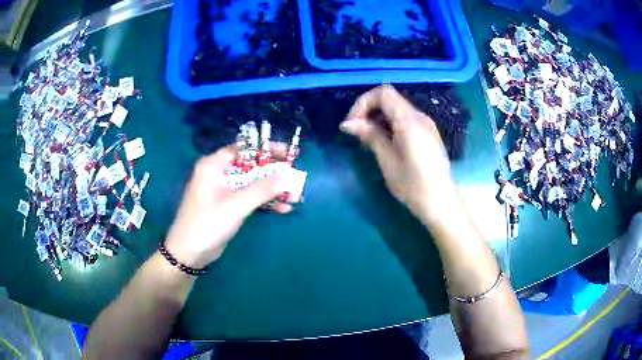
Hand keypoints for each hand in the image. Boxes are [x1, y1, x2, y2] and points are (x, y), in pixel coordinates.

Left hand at [164, 144, 296, 268]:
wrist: (189, 253)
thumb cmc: (208, 223)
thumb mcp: (237, 204)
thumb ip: (263, 188)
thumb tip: (288, 174)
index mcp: (214, 165)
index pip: (244, 149)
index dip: (266, 150)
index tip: (288, 153)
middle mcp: (218, 174)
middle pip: (250, 167)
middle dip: (274, 174)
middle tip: (295, 177)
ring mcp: (223, 191)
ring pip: (252, 184)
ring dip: (272, 191)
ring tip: (295, 197)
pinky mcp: (227, 206)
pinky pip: (249, 198)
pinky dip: (264, 202)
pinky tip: (283, 209)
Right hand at [340, 84, 457, 224]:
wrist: (441, 203)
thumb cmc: (413, 186)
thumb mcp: (388, 162)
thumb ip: (370, 136)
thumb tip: (348, 123)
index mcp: (409, 122)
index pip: (383, 93)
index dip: (363, 103)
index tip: (352, 124)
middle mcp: (420, 117)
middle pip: (390, 97)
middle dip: (369, 108)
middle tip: (357, 131)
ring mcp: (426, 124)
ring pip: (397, 107)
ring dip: (379, 116)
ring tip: (368, 138)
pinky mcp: (429, 133)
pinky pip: (406, 117)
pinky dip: (390, 122)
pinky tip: (385, 141)